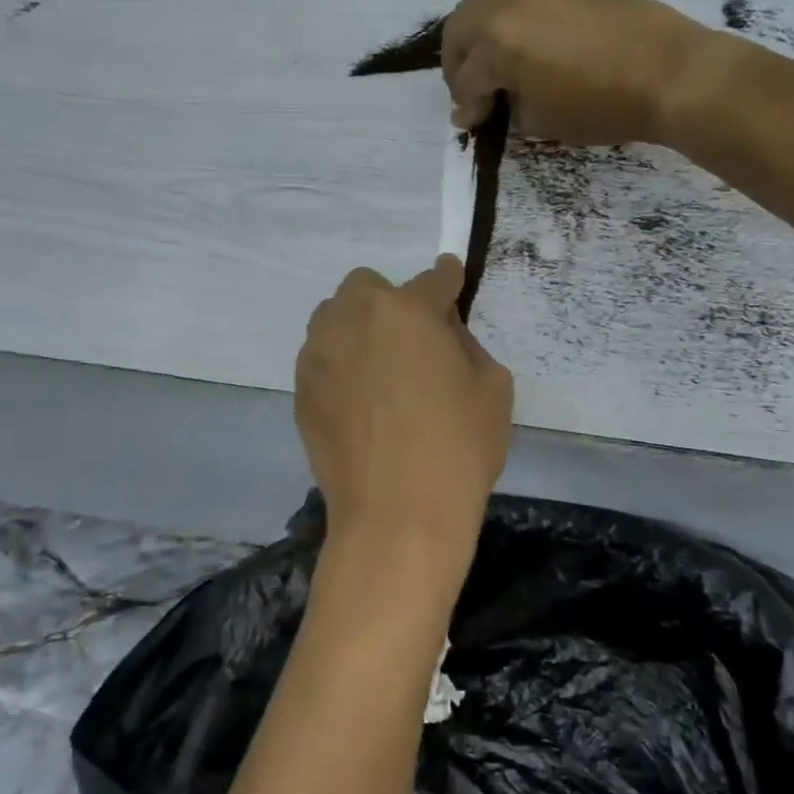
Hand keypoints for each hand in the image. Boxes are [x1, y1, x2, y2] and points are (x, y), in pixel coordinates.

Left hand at [294, 256, 514, 603]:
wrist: (397, 515)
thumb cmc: (458, 448)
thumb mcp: (493, 387)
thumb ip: (466, 343)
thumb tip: (441, 332)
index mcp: (407, 311)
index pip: (434, 278)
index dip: (448, 280)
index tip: (451, 281)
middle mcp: (354, 318)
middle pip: (368, 286)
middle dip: (392, 302)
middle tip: (412, 342)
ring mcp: (319, 354)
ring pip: (335, 318)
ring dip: (359, 329)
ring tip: (380, 371)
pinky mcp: (300, 390)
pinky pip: (322, 359)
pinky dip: (340, 366)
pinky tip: (359, 404)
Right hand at [440, 0, 724, 145]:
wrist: (668, 72)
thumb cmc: (600, 106)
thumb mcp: (542, 121)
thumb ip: (508, 108)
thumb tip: (495, 104)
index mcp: (495, 42)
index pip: (466, 81)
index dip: (466, 108)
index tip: (469, 125)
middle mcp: (506, 5)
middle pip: (460, 29)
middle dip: (458, 63)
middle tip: (473, 91)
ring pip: (484, 4)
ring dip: (478, 36)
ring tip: (494, 65)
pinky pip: (518, 0)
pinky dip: (508, 22)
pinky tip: (526, 47)